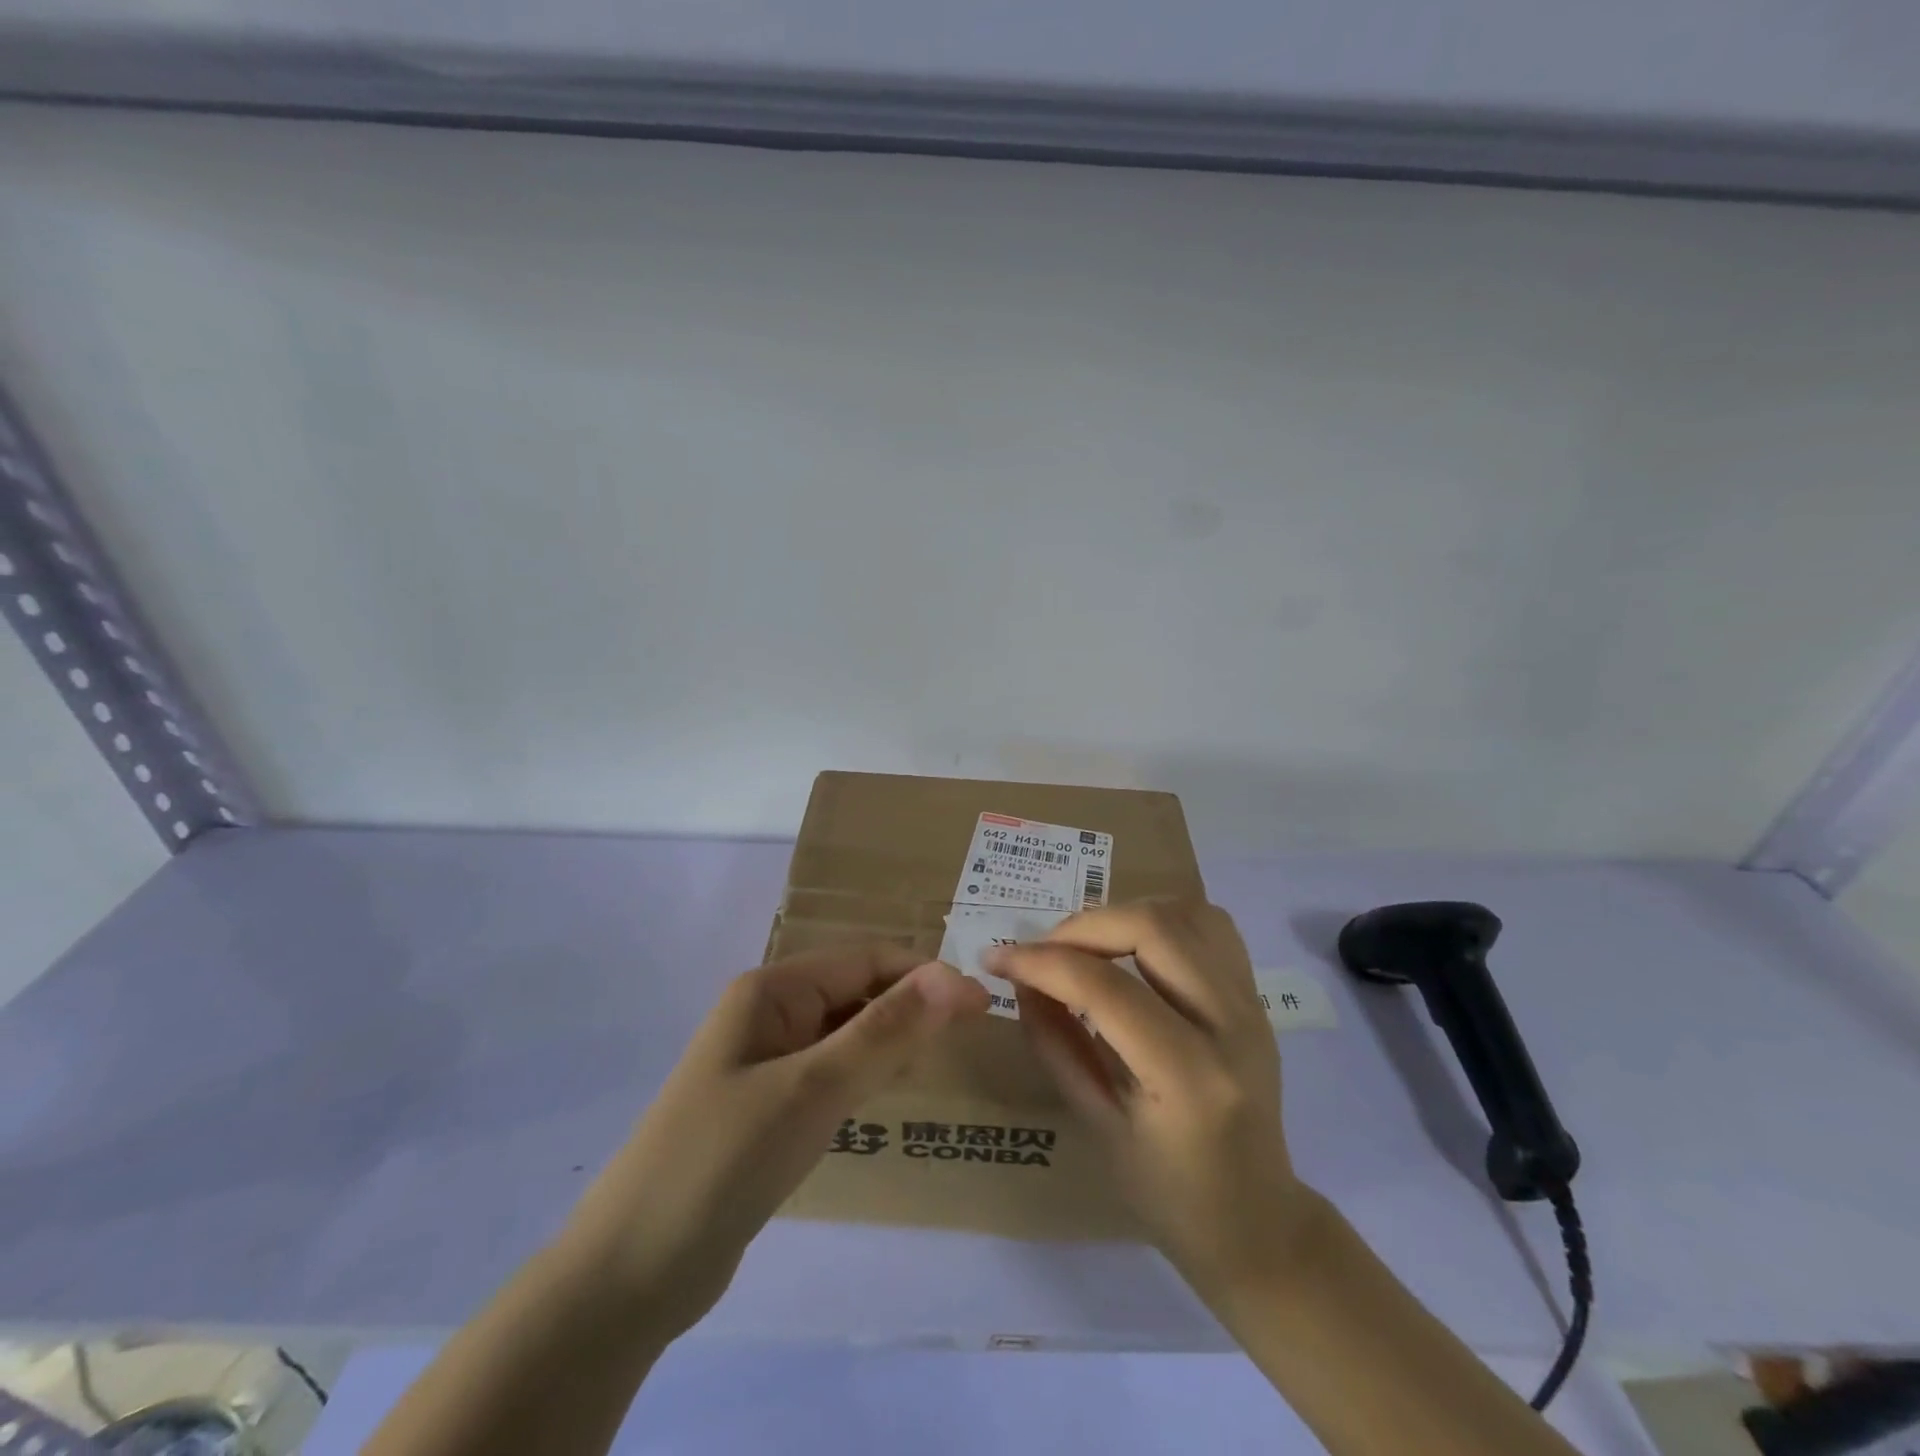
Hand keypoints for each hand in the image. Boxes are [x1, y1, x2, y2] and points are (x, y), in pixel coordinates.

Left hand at [561, 945, 988, 1337]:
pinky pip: (828, 1072)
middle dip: (910, 1006)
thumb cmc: (723, 1162)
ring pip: (844, 1032)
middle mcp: (768, 1014)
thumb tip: (954, 976)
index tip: (981, 1006)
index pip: (865, 959)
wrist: (629, 1274)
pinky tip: (887, 1093)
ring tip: (939, 1060)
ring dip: (890, 1039)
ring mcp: (764, 1062)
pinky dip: (863, 1074)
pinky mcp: (766, 1107)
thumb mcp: (812, 1089)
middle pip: (855, 991)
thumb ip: (885, 1030)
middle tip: (970, 1036)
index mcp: (772, 990)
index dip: (925, 975)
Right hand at [987, 902, 1320, 1302]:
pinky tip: (1132, 944)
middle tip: (1043, 949)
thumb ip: (1055, 1044)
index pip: (1106, 989)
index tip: (998, 958)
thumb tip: (1022, 980)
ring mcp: (1251, 1004)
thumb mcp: (1096, 1126)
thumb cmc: (1168, 1192)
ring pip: (1185, 912)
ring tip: (1086, 944)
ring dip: (1124, 914)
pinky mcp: (1255, 995)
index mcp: (1189, 1078)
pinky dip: (1162, 918)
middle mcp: (1231, 1026)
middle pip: (1154, 928)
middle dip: (1083, 926)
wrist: (1257, 1221)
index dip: (1043, 962)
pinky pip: (1209, 924)